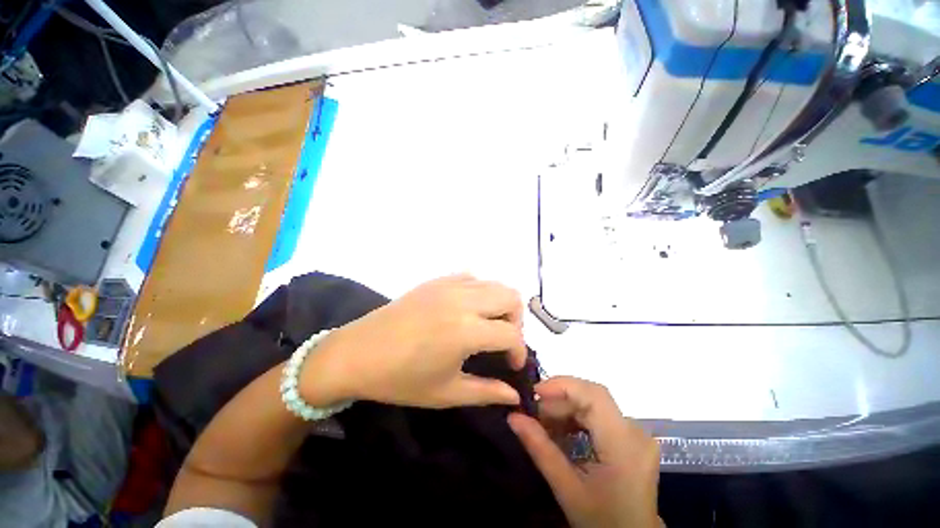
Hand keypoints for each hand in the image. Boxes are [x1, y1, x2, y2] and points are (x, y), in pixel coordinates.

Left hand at [302, 275, 526, 408]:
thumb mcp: (446, 393)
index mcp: (466, 330)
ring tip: (487, 325)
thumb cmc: (400, 380)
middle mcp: (463, 300)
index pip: (512, 334)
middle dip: (515, 320)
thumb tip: (514, 395)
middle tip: (502, 341)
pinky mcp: (437, 280)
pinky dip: (480, 291)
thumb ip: (486, 392)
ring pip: (494, 283)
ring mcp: (449, 285)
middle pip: (511, 296)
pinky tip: (467, 309)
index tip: (513, 365)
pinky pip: (471, 277)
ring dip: (499, 304)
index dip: (519, 351)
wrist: (357, 353)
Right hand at [509, 377, 660, 527]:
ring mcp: (635, 433)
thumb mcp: (567, 488)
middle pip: (592, 397)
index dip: (563, 386)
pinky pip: (599, 414)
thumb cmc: (601, 520)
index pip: (594, 395)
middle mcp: (634, 431)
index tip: (534, 392)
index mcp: (624, 444)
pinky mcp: (630, 436)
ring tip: (543, 423)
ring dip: (565, 408)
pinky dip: (576, 417)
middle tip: (533, 413)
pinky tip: (560, 430)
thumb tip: (513, 417)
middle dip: (559, 399)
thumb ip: (540, 449)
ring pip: (593, 403)